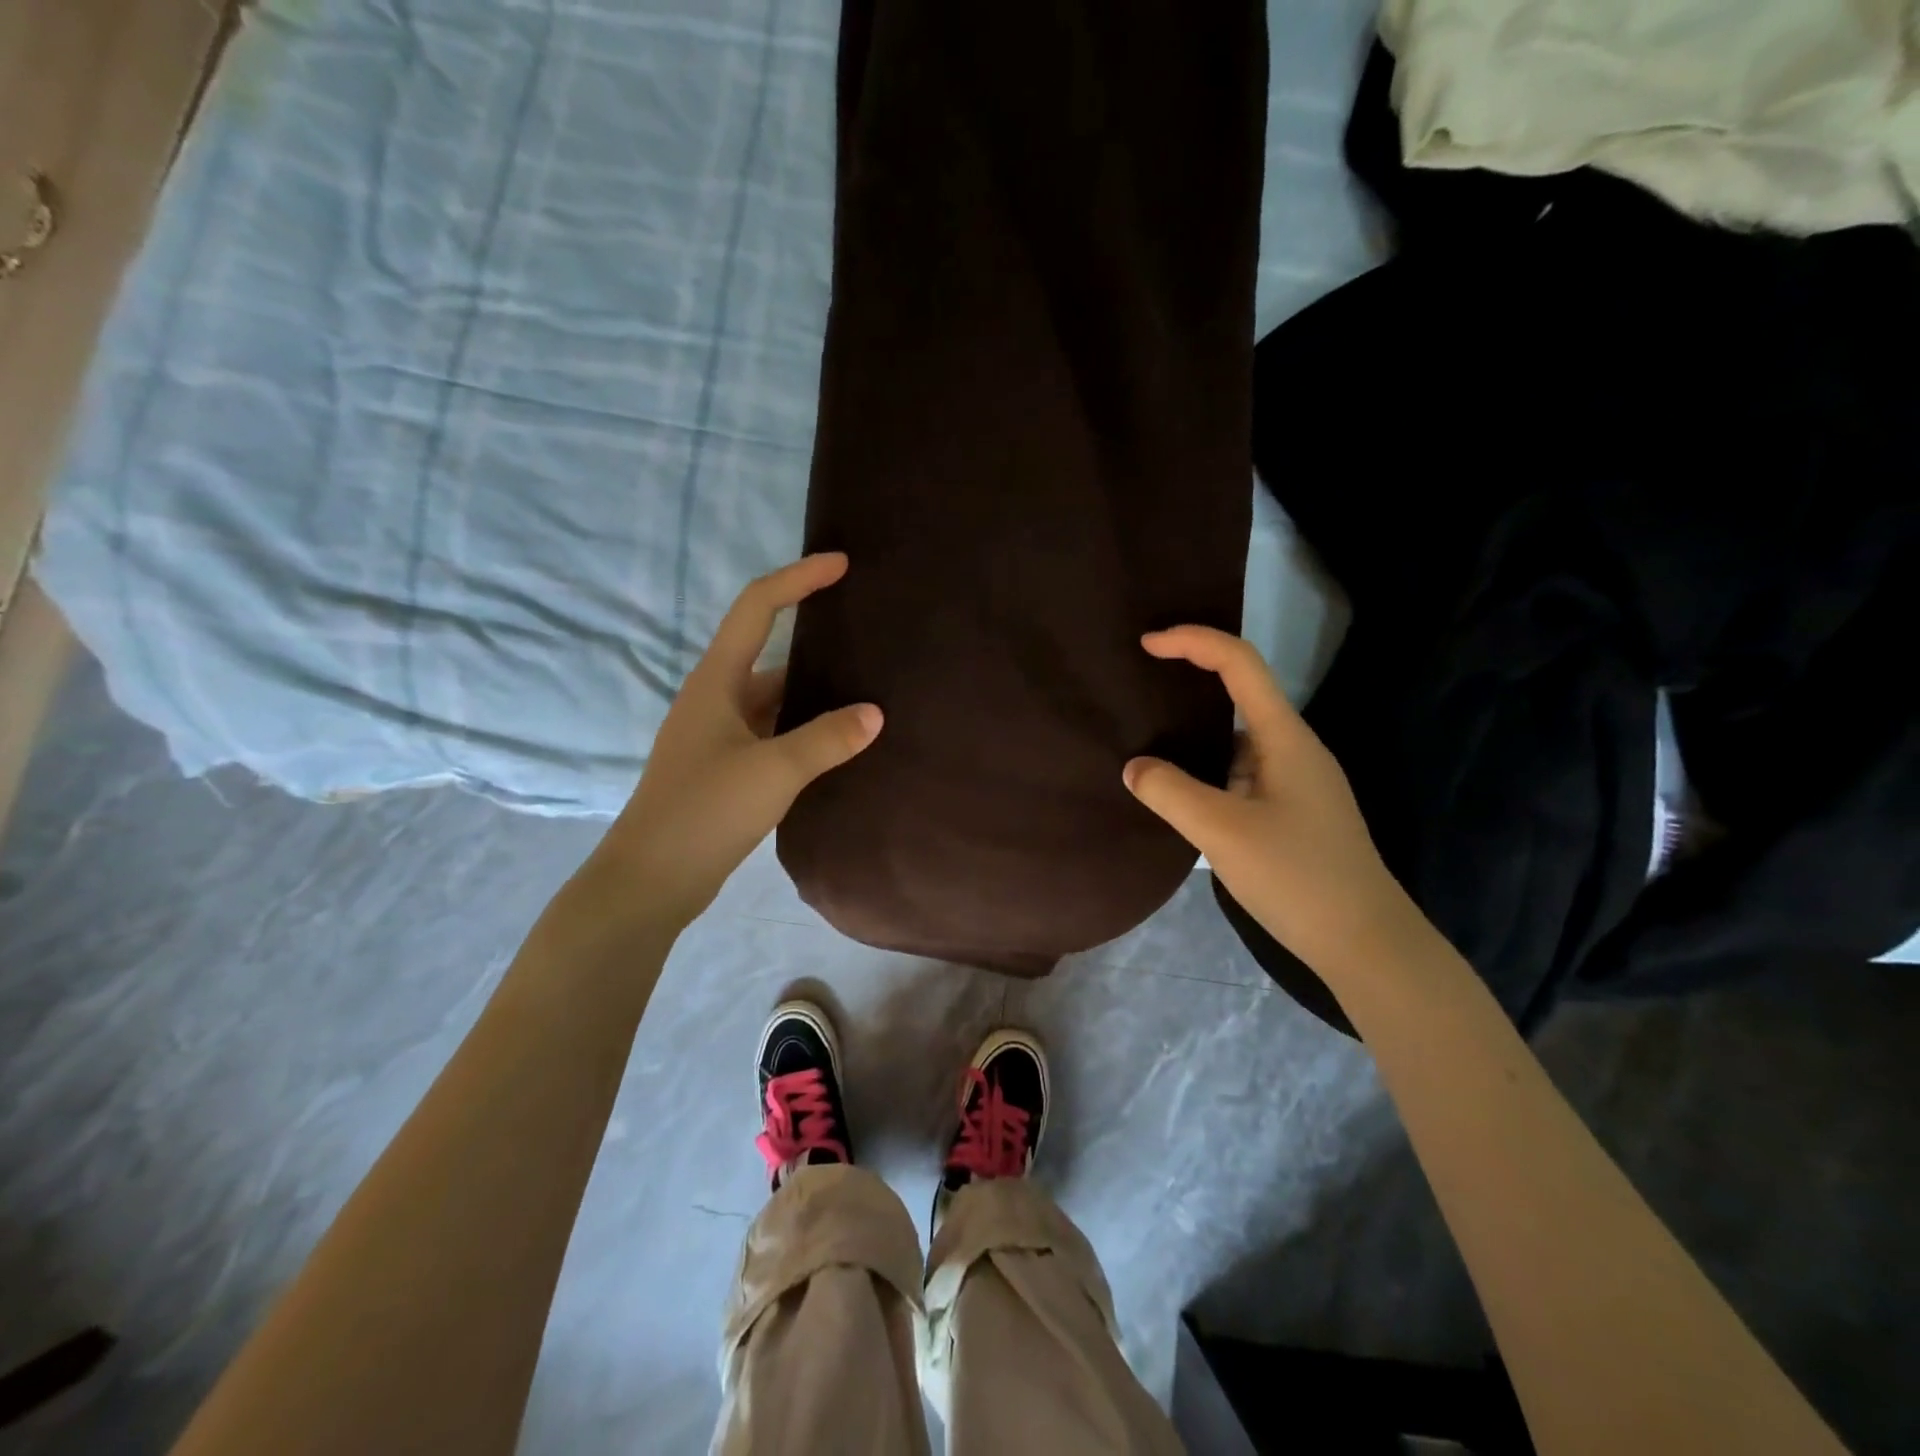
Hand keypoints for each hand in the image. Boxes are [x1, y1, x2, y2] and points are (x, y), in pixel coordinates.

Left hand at [594, 553, 881, 931]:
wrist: (651, 879)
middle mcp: (715, 699)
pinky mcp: (724, 769)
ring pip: (773, 700)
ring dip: (812, 695)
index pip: (757, 608)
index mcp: (717, 682)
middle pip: (768, 653)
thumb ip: (827, 739)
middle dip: (814, 641)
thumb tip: (875, 713)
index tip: (840, 564)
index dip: (798, 579)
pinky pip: (772, 734)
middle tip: (867, 638)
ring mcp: (717, 736)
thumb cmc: (705, 811)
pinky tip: (837, 744)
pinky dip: (804, 731)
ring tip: (865, 691)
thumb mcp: (774, 771)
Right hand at [1122, 626, 1415, 976]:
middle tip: (1139, 690)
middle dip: (1190, 683)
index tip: (1147, 644)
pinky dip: (1206, 772)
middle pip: (1240, 696)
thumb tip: (1135, 767)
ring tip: (1146, 741)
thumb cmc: (1297, 877)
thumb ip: (1170, 792)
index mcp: (1285, 738)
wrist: (1365, 943)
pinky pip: (1240, 775)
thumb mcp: (1222, 832)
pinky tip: (1179, 793)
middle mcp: (1293, 750)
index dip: (1193, 641)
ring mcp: (1295, 783)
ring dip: (1195, 736)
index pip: (1240, 664)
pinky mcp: (1291, 813)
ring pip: (1237, 742)